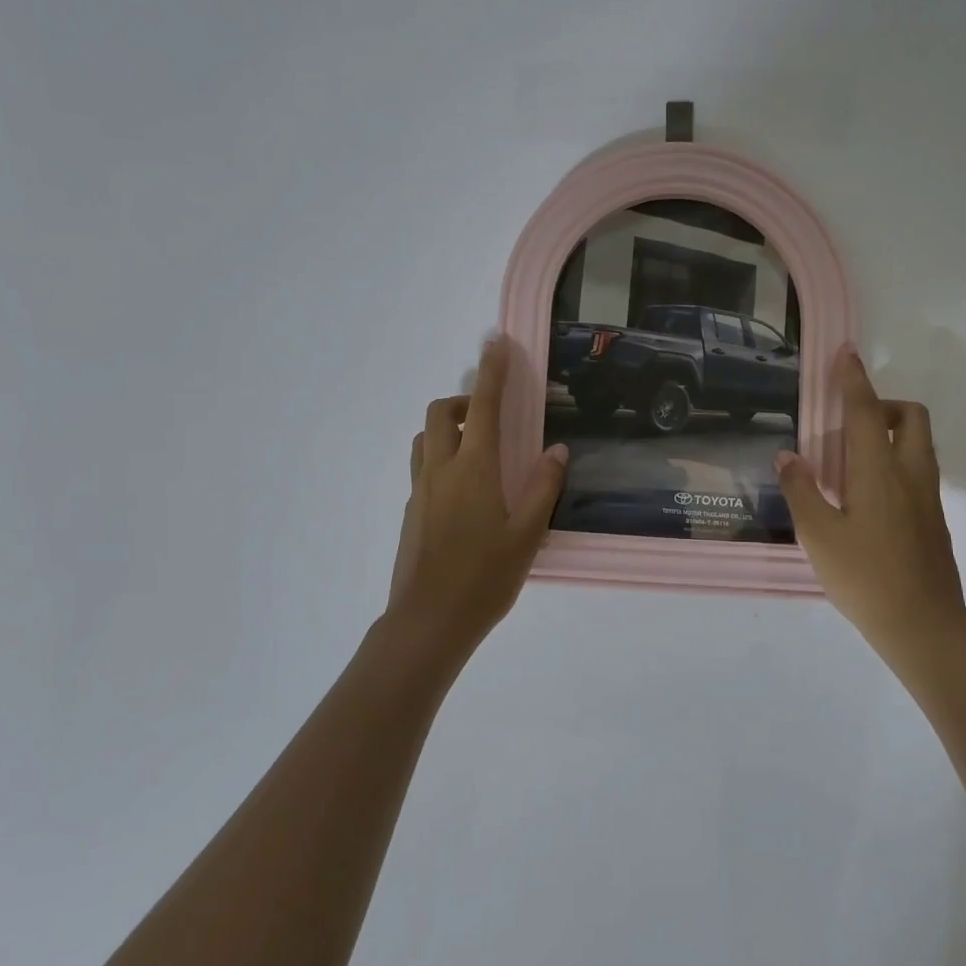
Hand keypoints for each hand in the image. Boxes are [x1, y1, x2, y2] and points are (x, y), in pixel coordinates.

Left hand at [385, 337, 567, 661]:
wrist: (428, 622)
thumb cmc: (484, 579)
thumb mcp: (527, 535)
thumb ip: (543, 488)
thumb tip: (556, 449)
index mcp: (473, 470)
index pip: (483, 406)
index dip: (491, 371)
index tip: (497, 343)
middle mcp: (440, 471)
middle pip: (439, 414)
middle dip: (463, 400)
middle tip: (491, 417)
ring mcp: (419, 491)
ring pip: (425, 440)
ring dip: (447, 429)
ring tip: (478, 452)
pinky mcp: (409, 512)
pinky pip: (423, 468)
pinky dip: (441, 459)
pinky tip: (465, 493)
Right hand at [774, 348, 965, 671]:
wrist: (922, 625)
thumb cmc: (864, 577)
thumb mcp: (817, 535)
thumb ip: (801, 490)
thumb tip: (787, 456)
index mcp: (879, 472)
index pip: (867, 412)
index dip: (853, 381)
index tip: (846, 353)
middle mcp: (910, 475)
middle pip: (911, 417)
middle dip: (884, 404)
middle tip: (849, 421)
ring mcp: (927, 498)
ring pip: (918, 444)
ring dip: (891, 432)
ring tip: (850, 457)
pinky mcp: (932, 519)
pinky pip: (916, 470)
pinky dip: (894, 460)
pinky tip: (864, 493)